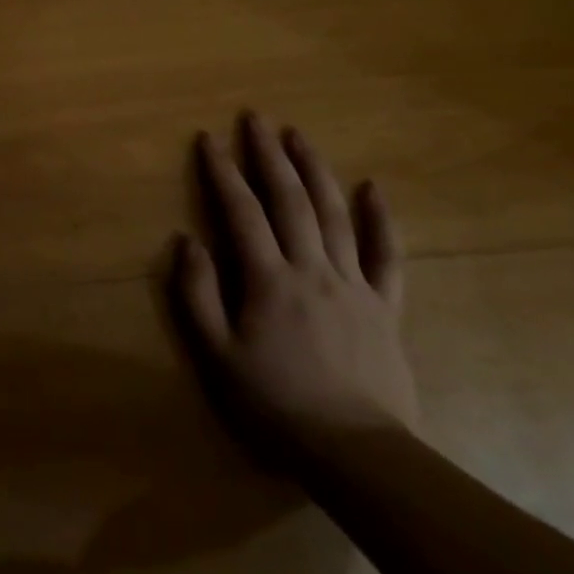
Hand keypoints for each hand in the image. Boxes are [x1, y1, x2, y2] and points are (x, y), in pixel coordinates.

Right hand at [168, 112, 417, 451]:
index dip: (222, 171)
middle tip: (256, 118)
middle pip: (290, 200)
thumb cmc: (276, 404)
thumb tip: (187, 240)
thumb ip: (197, 293)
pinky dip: (380, 220)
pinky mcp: (385, 307)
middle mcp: (312, 269)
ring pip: (334, 215)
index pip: (241, 211)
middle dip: (269, 155)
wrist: (357, 454)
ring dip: (315, 170)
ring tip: (299, 135)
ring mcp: (354, 285)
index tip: (208, 137)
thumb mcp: (216, 354)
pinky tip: (374, 188)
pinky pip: (386, 256)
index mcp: (268, 279)